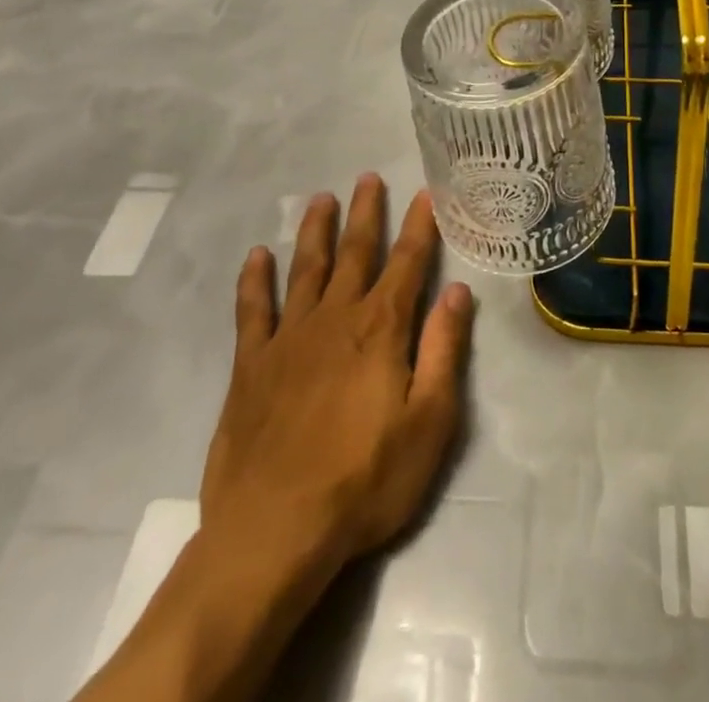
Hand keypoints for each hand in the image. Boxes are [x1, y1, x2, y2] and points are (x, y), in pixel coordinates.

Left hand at [198, 176, 474, 579]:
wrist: (274, 531)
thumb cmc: (364, 481)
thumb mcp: (428, 423)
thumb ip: (443, 351)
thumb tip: (458, 291)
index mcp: (380, 329)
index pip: (406, 263)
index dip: (418, 225)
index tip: (425, 192)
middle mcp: (335, 318)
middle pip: (354, 252)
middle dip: (364, 212)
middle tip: (367, 177)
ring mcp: (288, 338)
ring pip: (305, 268)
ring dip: (315, 230)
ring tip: (321, 198)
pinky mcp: (251, 365)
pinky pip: (252, 309)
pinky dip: (255, 279)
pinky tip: (257, 255)